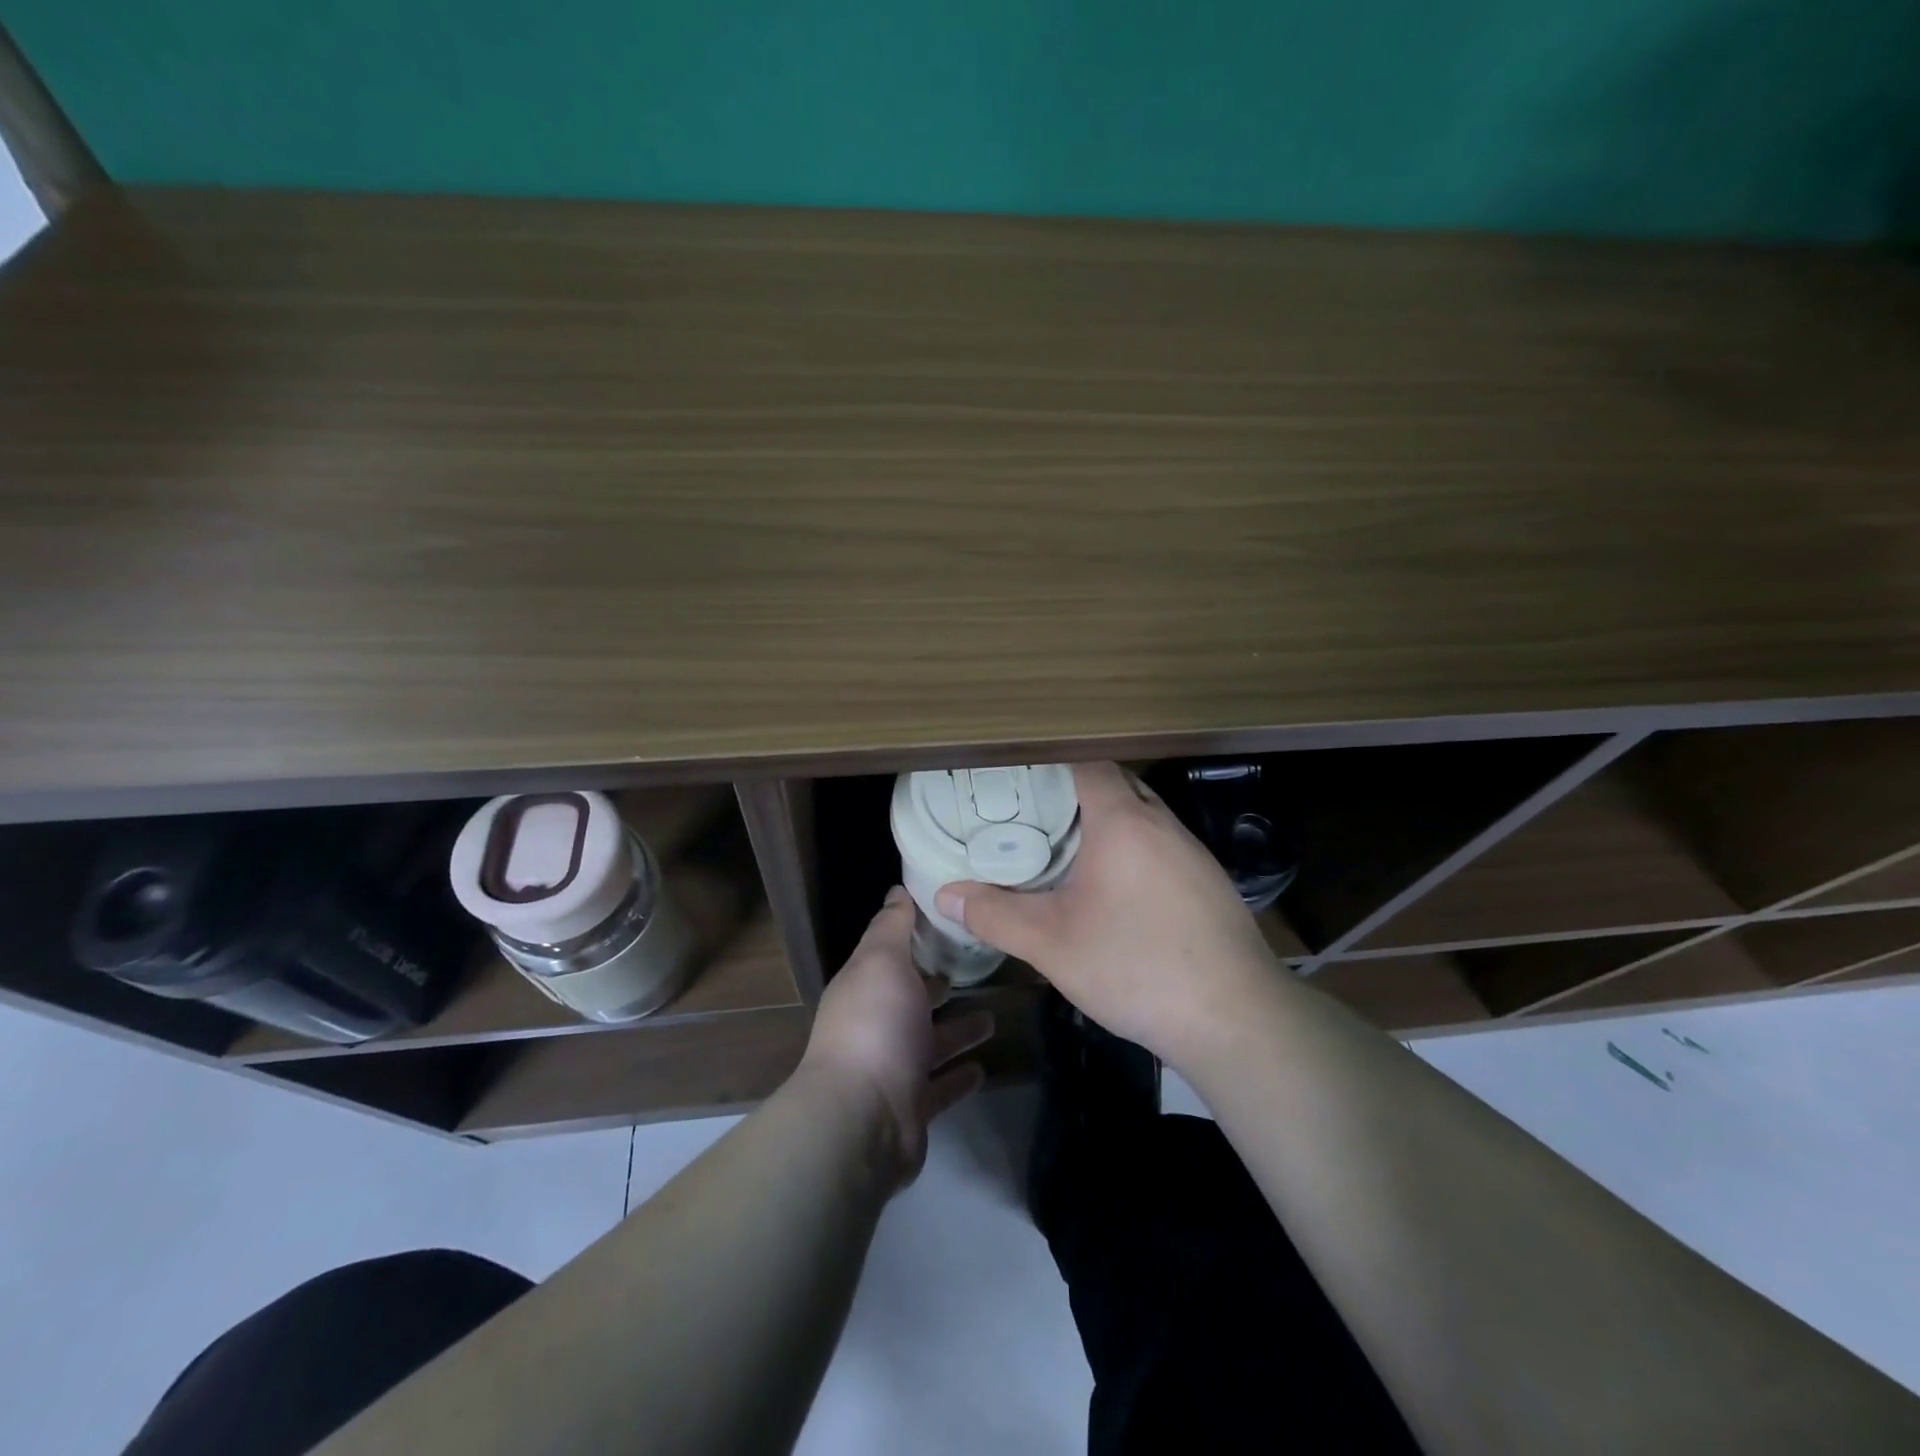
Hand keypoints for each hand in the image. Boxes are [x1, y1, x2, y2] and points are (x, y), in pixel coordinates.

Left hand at [798, 886, 994, 1186]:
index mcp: (865, 987)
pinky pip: (941, 1086)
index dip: (917, 936)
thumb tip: (898, 890)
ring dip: (957, 1031)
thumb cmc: (876, 1026)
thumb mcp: (882, 962)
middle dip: (938, 985)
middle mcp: (875, 1025)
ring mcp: (893, 1069)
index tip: (954, 920)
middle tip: (977, 969)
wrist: (863, 1120)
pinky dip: (959, 1076)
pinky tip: (984, 1067)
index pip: (891, 953)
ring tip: (994, 1018)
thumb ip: (892, 926)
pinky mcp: (912, 1107)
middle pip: (911, 999)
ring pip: (930, 1043)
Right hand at [934, 762, 1277, 1069]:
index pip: (1086, 763)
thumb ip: (994, 914)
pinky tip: (1115, 890)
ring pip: (1141, 816)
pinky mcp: (1209, 882)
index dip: (1050, 764)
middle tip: (1030, 814)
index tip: (1015, 779)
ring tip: (1065, 848)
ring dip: (1106, 822)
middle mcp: (1162, 823)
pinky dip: (1132, 849)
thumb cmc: (1136, 967)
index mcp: (1123, 821)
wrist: (1235, 1018)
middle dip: (1074, 792)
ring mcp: (1192, 852)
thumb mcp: (1051, 944)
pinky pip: (1161, 845)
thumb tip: (943, 896)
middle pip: (1115, 785)